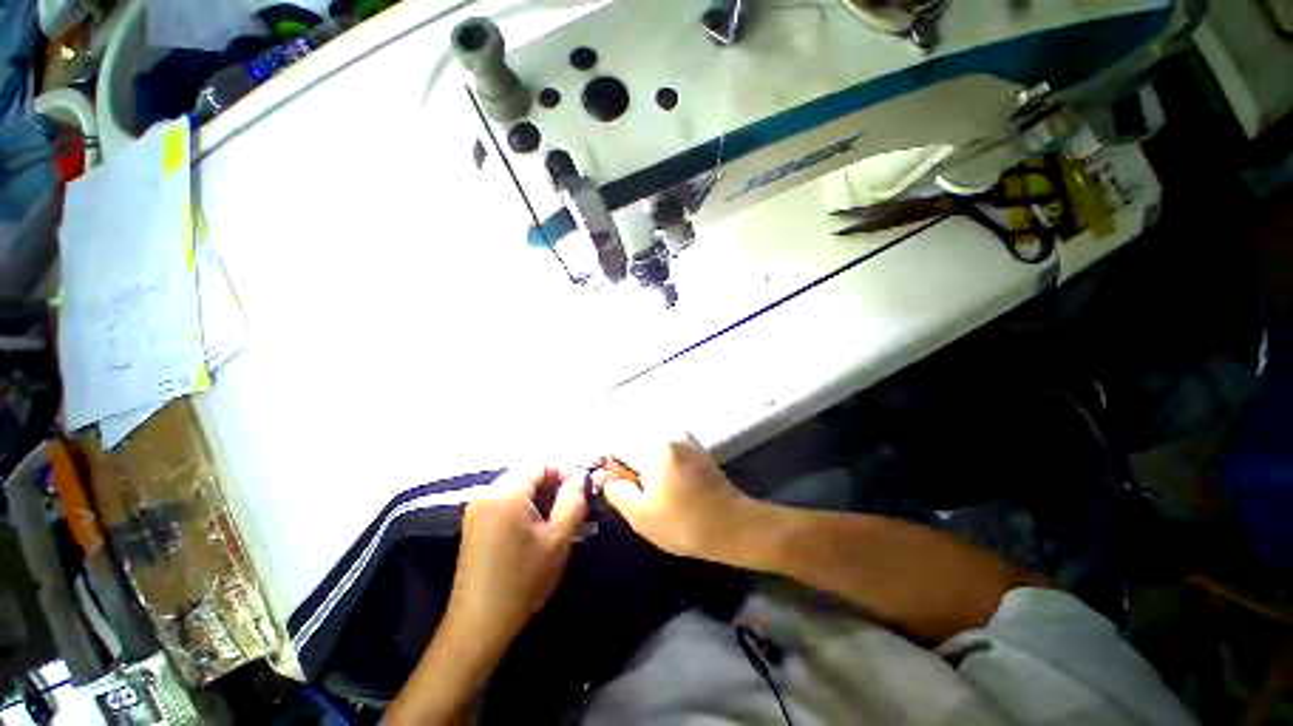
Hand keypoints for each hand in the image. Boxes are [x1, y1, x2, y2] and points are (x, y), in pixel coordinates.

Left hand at [444, 467, 586, 650]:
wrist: (478, 625)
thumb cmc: (522, 581)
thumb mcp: (558, 540)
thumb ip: (572, 501)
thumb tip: (578, 477)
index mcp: (505, 494)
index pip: (539, 463)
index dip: (563, 471)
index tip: (580, 490)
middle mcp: (486, 494)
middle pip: (526, 473)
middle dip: (552, 483)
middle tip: (571, 505)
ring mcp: (476, 508)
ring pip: (517, 487)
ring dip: (539, 495)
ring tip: (557, 517)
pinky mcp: (474, 523)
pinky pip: (505, 501)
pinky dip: (524, 506)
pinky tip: (535, 528)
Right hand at [598, 438, 758, 560]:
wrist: (733, 527)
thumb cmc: (683, 522)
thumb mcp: (640, 513)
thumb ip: (615, 489)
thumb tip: (600, 474)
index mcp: (654, 445)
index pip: (617, 444)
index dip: (607, 464)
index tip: (608, 484)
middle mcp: (670, 434)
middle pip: (634, 444)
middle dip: (627, 467)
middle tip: (632, 495)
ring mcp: (685, 439)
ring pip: (650, 450)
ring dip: (644, 468)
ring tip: (651, 495)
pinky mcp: (695, 449)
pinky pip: (667, 453)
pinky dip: (660, 467)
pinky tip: (667, 489)